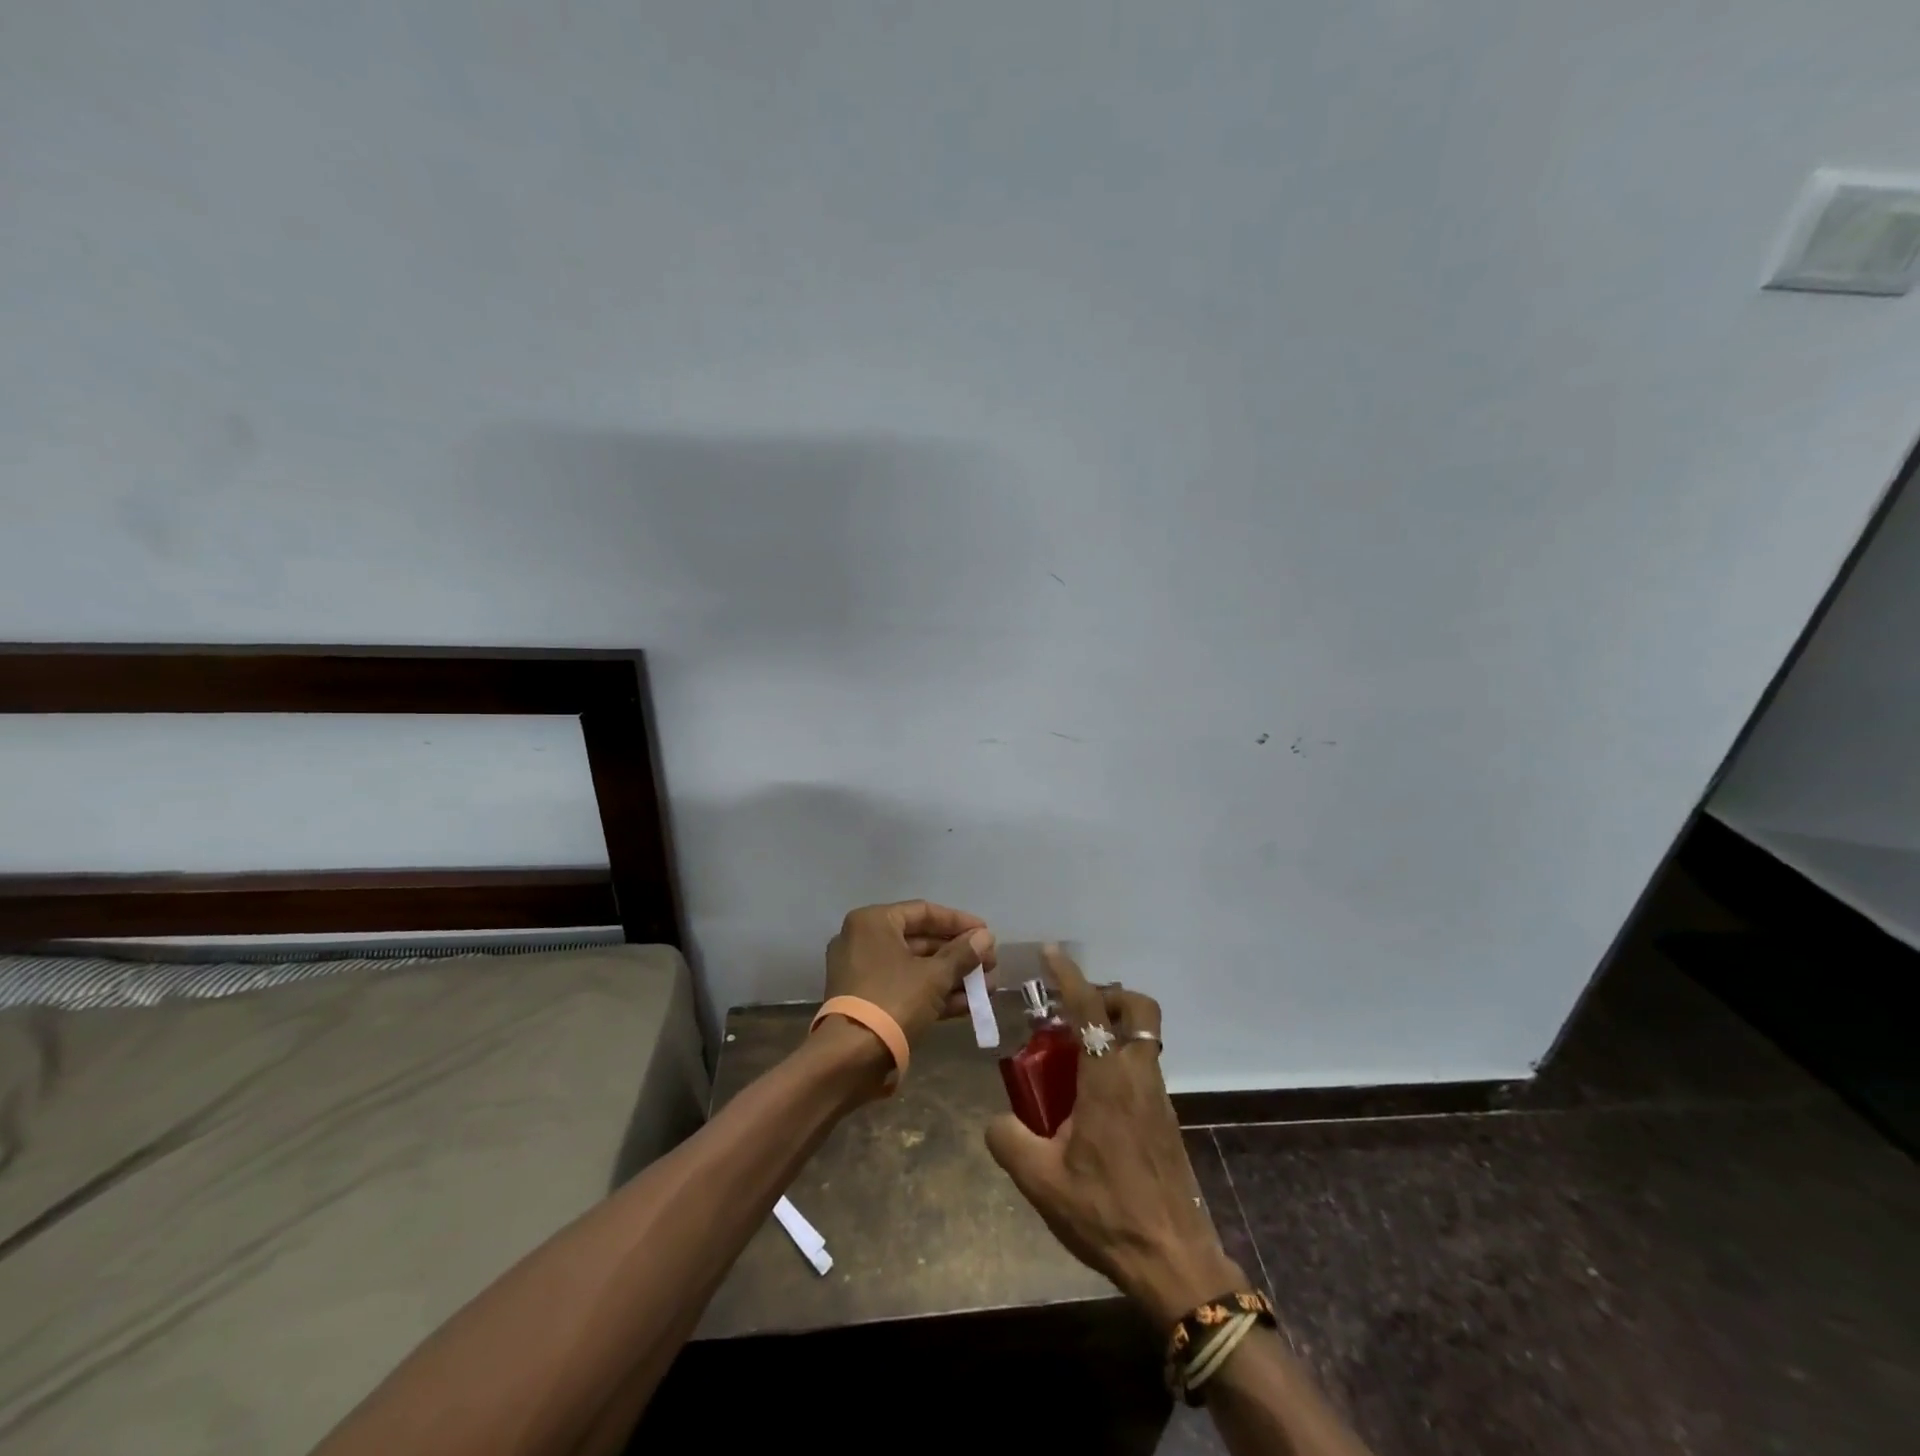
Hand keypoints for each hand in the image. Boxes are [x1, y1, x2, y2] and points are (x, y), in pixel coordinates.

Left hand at [823, 900, 997, 1045]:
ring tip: (988, 987)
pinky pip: (907, 988)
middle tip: (990, 963)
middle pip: (921, 941)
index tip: (986, 933)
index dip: (959, 922)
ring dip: (953, 976)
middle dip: (959, 954)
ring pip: (916, 968)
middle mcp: (864, 941)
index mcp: (873, 922)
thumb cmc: (893, 1001)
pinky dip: (935, 994)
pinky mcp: (869, 1002)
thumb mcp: (934, 976)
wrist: (850, 1059)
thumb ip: (962, 954)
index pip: (924, 912)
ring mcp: (864, 973)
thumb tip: (985, 937)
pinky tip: (969, 1005)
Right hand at [986, 946, 1245, 1326]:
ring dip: (1112, 1029)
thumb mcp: (1041, 1180)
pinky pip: (1142, 1068)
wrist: (1173, 1261)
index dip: (1069, 975)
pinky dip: (1118, 1061)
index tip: (1051, 954)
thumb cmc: (1107, 1213)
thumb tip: (996, 1119)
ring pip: (1143, 1038)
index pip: (1090, 1007)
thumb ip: (1008, 1140)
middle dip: (1108, 996)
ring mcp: (1158, 1096)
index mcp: (1109, 1078)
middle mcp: (1139, 1075)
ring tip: (1071, 1060)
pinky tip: (1090, 1101)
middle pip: (1139, 1009)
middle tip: (1073, 1013)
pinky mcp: (1165, 1119)